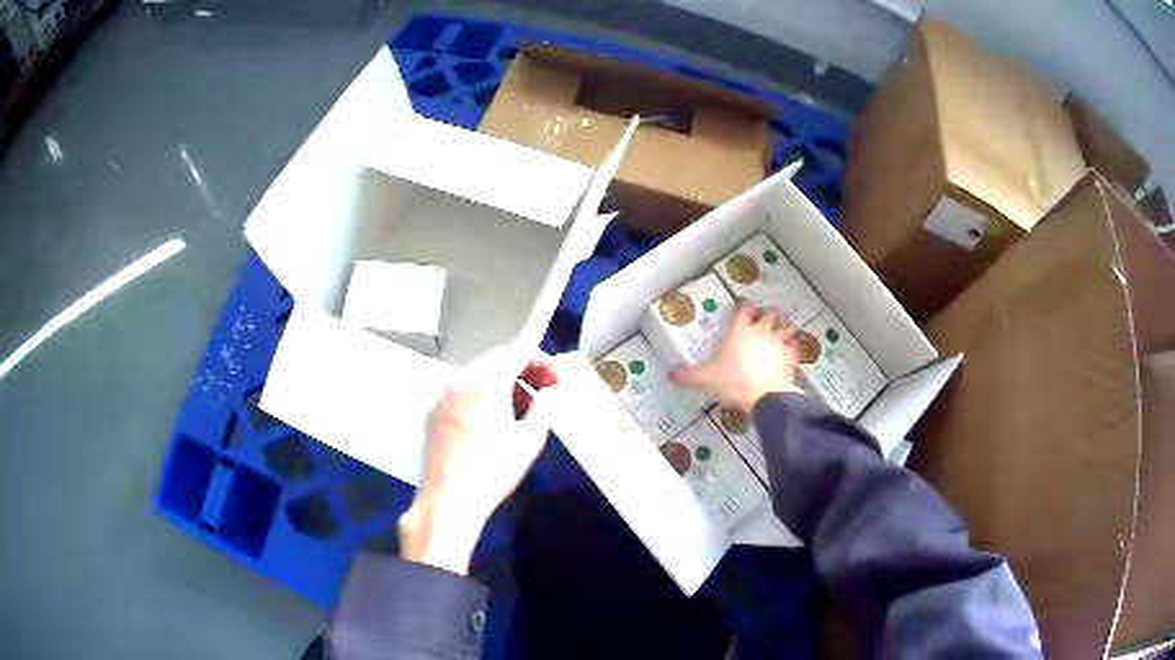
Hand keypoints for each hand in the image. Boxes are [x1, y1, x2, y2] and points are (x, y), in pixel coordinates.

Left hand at [399, 344, 557, 574]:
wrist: (448, 501)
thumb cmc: (493, 471)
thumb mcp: (530, 439)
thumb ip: (543, 406)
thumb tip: (547, 392)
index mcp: (485, 381)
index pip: (516, 352)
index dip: (541, 361)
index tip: (556, 382)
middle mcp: (459, 380)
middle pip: (495, 360)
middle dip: (522, 372)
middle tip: (543, 394)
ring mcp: (442, 397)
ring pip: (477, 376)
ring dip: (502, 385)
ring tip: (520, 413)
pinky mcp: (433, 414)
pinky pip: (462, 394)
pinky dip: (481, 398)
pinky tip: (491, 425)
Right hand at [670, 301, 800, 411]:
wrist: (765, 396)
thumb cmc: (734, 383)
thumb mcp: (707, 380)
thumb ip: (689, 375)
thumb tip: (671, 374)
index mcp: (740, 331)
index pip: (744, 309)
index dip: (744, 305)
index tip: (744, 305)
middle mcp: (761, 331)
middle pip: (769, 313)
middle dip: (769, 312)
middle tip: (767, 315)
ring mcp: (779, 342)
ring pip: (786, 326)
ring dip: (785, 325)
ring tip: (784, 328)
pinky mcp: (791, 356)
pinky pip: (795, 346)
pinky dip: (794, 346)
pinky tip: (793, 350)